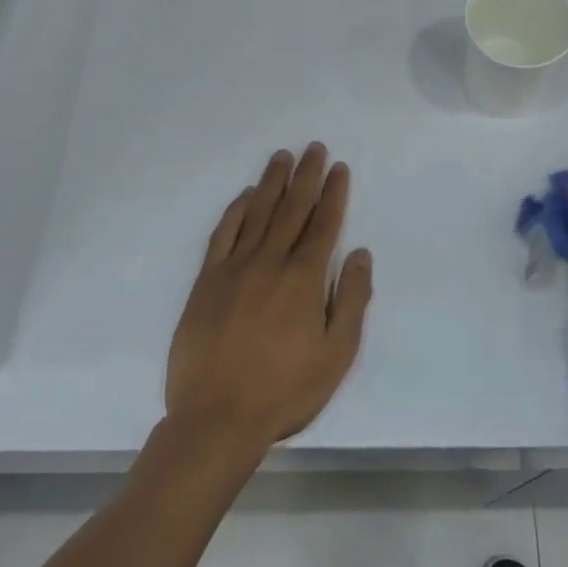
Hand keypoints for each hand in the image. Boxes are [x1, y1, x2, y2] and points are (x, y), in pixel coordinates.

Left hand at [165, 144, 373, 457]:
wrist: (216, 418)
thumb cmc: (284, 391)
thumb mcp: (336, 355)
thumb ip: (352, 300)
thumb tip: (360, 254)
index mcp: (304, 279)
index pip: (324, 224)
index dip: (333, 193)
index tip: (338, 168)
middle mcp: (270, 262)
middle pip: (292, 209)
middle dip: (306, 176)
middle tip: (314, 148)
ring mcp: (235, 268)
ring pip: (258, 213)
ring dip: (273, 182)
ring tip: (283, 157)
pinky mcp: (207, 280)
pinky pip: (223, 234)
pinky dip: (237, 210)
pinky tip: (246, 196)